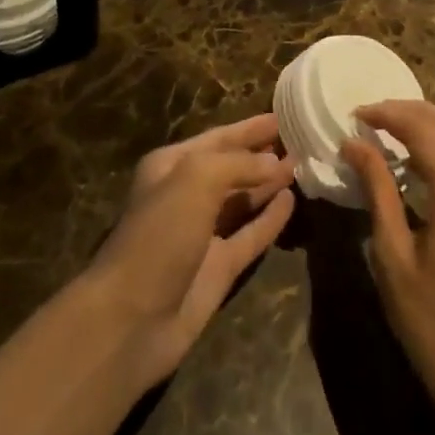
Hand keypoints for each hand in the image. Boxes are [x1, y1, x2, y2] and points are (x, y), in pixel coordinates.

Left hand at [81, 114, 295, 387]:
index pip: (218, 138)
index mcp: (171, 167)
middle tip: (301, 140)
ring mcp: (203, 234)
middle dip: (262, 154)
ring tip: (303, 166)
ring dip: (269, 183)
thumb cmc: (159, 235)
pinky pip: (250, 235)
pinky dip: (270, 219)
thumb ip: (237, 164)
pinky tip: (291, 202)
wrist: (132, 318)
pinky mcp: (219, 268)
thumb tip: (275, 164)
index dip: (249, 128)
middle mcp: (186, 195)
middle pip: (232, 167)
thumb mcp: (195, 180)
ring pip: (243, 201)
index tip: (283, 116)